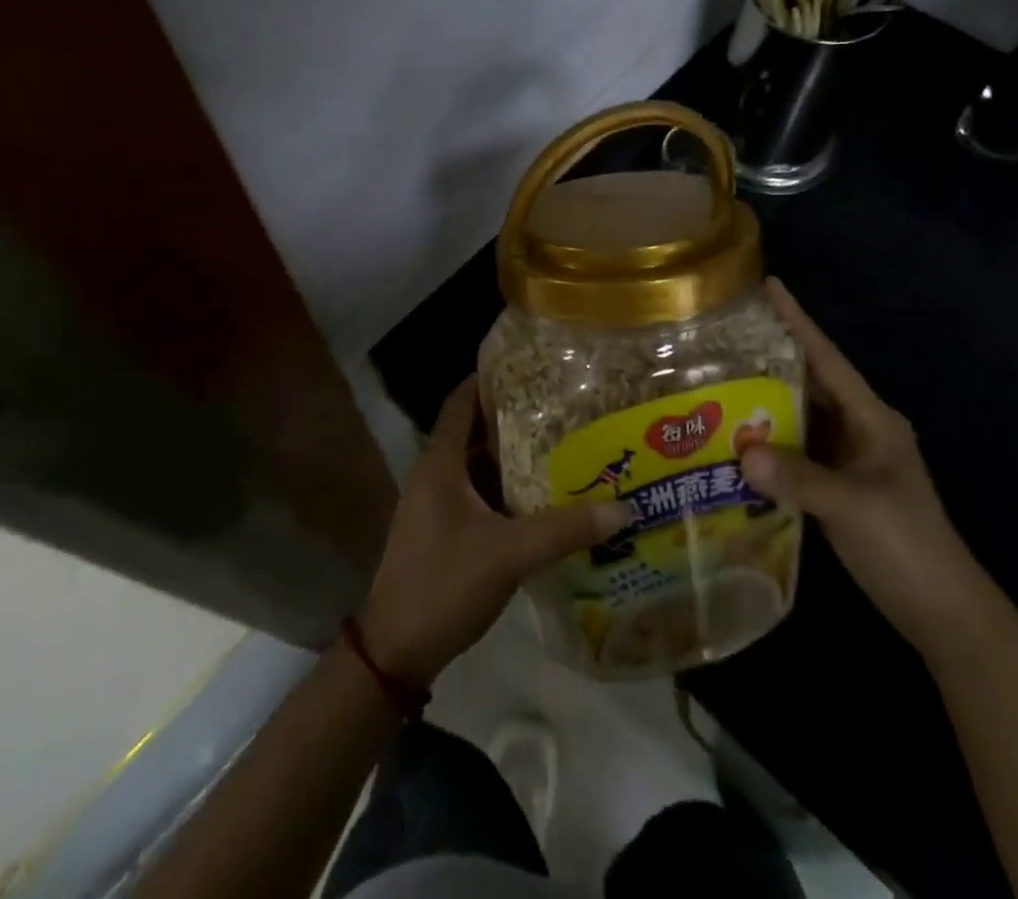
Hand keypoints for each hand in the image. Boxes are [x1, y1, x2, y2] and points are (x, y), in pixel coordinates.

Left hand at [358, 376, 632, 687]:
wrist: (395, 652)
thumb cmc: (444, 584)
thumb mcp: (508, 554)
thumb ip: (564, 529)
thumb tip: (622, 508)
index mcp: (440, 463)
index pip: (461, 401)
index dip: (490, 379)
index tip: (531, 366)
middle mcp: (436, 475)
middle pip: (475, 431)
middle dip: (514, 417)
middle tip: (561, 405)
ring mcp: (438, 505)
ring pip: (479, 466)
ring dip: (513, 456)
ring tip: (562, 443)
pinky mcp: (445, 532)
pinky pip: (480, 496)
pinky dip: (507, 489)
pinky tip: (543, 496)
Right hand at [739, 280, 995, 654]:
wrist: (942, 612)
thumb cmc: (906, 545)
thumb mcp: (853, 507)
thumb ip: (799, 478)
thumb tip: (741, 452)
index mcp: (872, 418)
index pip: (827, 358)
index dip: (798, 321)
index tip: (769, 285)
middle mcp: (859, 428)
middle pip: (809, 382)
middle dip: (770, 358)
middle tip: (722, 336)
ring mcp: (848, 458)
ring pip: (800, 416)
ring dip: (765, 402)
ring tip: (718, 379)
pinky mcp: (836, 485)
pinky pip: (796, 450)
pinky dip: (768, 441)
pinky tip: (735, 439)